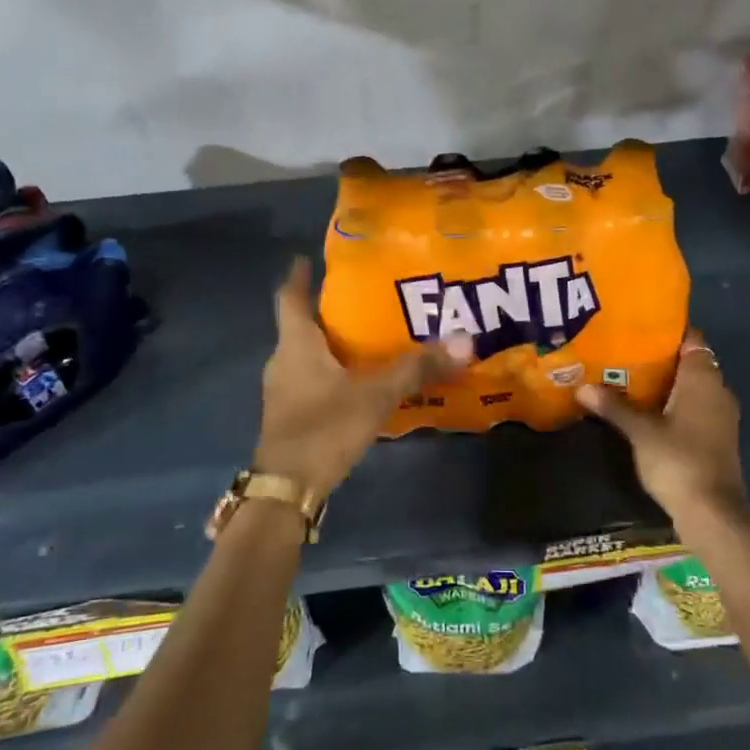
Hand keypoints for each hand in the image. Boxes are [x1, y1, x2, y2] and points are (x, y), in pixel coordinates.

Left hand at [254, 257, 470, 503]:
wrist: (287, 491)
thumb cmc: (324, 428)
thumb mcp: (375, 395)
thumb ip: (417, 368)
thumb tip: (465, 340)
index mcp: (296, 345)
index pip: (289, 298)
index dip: (297, 277)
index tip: (308, 258)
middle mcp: (283, 361)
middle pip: (302, 326)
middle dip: (328, 311)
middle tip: (364, 298)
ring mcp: (283, 391)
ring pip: (307, 356)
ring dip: (331, 344)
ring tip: (369, 337)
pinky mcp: (291, 416)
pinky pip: (312, 380)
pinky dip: (332, 373)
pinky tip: (359, 380)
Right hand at [578, 329, 747, 523]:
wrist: (712, 511)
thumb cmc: (678, 459)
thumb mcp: (640, 431)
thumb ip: (614, 406)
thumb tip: (582, 387)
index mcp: (703, 378)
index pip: (690, 339)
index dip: (665, 331)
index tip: (636, 328)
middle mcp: (717, 389)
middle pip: (689, 362)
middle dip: (658, 358)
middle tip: (622, 352)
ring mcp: (720, 415)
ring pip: (691, 386)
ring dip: (664, 383)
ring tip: (626, 378)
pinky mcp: (716, 436)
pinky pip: (693, 406)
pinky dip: (672, 403)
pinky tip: (646, 409)